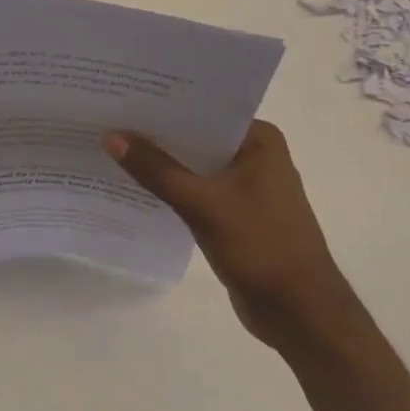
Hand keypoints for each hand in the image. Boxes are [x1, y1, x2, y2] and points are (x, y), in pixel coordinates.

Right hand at [104, 120, 354, 349]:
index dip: (163, 104)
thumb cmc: (261, 247)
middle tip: (108, 118)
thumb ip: (156, 170)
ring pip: (193, 165)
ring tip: (111, 146)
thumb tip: (111, 136)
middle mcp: (254, 155)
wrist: (301, 315)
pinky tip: (134, 185)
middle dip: (156, 133)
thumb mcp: (202, 204)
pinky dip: (170, 188)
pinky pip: (195, 191)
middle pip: (195, 137)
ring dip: (160, 162)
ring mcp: (246, 187)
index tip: (123, 95)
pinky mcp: (235, 214)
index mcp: (259, 140)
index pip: (204, 110)